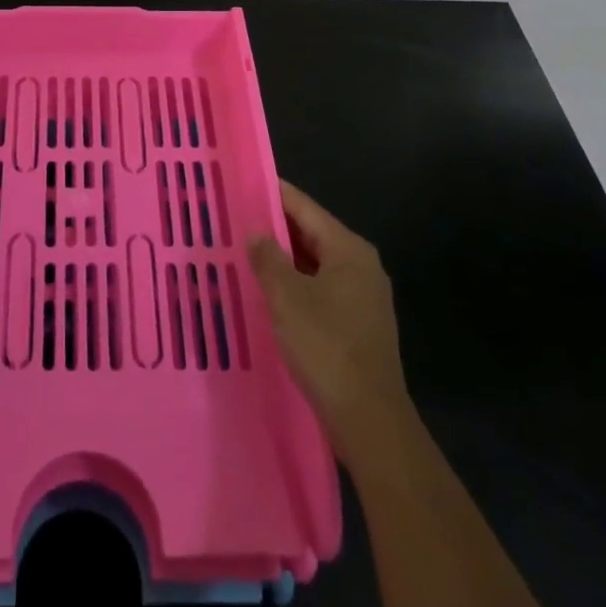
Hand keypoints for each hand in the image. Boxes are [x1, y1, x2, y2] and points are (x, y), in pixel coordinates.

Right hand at [248, 179, 410, 465]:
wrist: (370, 421)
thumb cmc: (327, 347)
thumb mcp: (287, 297)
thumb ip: (268, 258)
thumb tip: (256, 232)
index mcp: (348, 250)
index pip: (305, 207)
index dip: (273, 194)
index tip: (243, 184)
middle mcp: (360, 266)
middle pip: (311, 234)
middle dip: (275, 228)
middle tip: (235, 219)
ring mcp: (362, 297)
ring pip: (314, 264)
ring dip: (283, 260)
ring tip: (244, 253)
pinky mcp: (357, 325)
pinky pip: (320, 289)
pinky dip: (295, 285)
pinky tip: (268, 293)